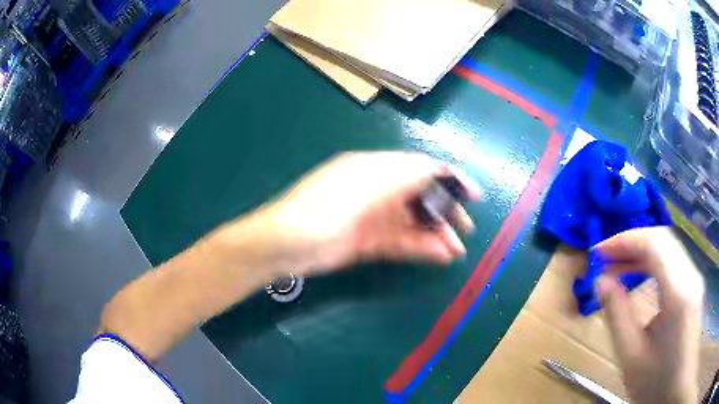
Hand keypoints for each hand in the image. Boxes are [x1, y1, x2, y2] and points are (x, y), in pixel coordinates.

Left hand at [213, 151, 480, 278]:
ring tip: (457, 249)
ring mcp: (372, 217)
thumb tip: (437, 169)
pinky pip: (400, 242)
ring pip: (412, 222)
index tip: (473, 194)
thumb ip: (402, 176)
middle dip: (445, 210)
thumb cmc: (322, 209)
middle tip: (466, 228)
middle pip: (420, 196)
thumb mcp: (363, 186)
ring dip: (436, 234)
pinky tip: (439, 255)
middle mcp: (376, 189)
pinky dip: (420, 247)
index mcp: (374, 168)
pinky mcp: (368, 242)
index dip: (449, 178)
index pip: (420, 167)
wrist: (284, 246)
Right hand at [594, 227, 704, 403]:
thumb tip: (600, 282)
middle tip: (605, 259)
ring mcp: (694, 278)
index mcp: (678, 293)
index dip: (624, 240)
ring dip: (641, 251)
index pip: (654, 243)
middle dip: (631, 243)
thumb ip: (618, 316)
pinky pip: (673, 260)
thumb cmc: (656, 382)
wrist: (676, 386)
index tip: (598, 252)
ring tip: (618, 266)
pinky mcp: (693, 284)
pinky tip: (639, 274)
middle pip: (662, 239)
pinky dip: (652, 260)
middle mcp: (690, 276)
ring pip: (668, 247)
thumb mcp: (632, 357)